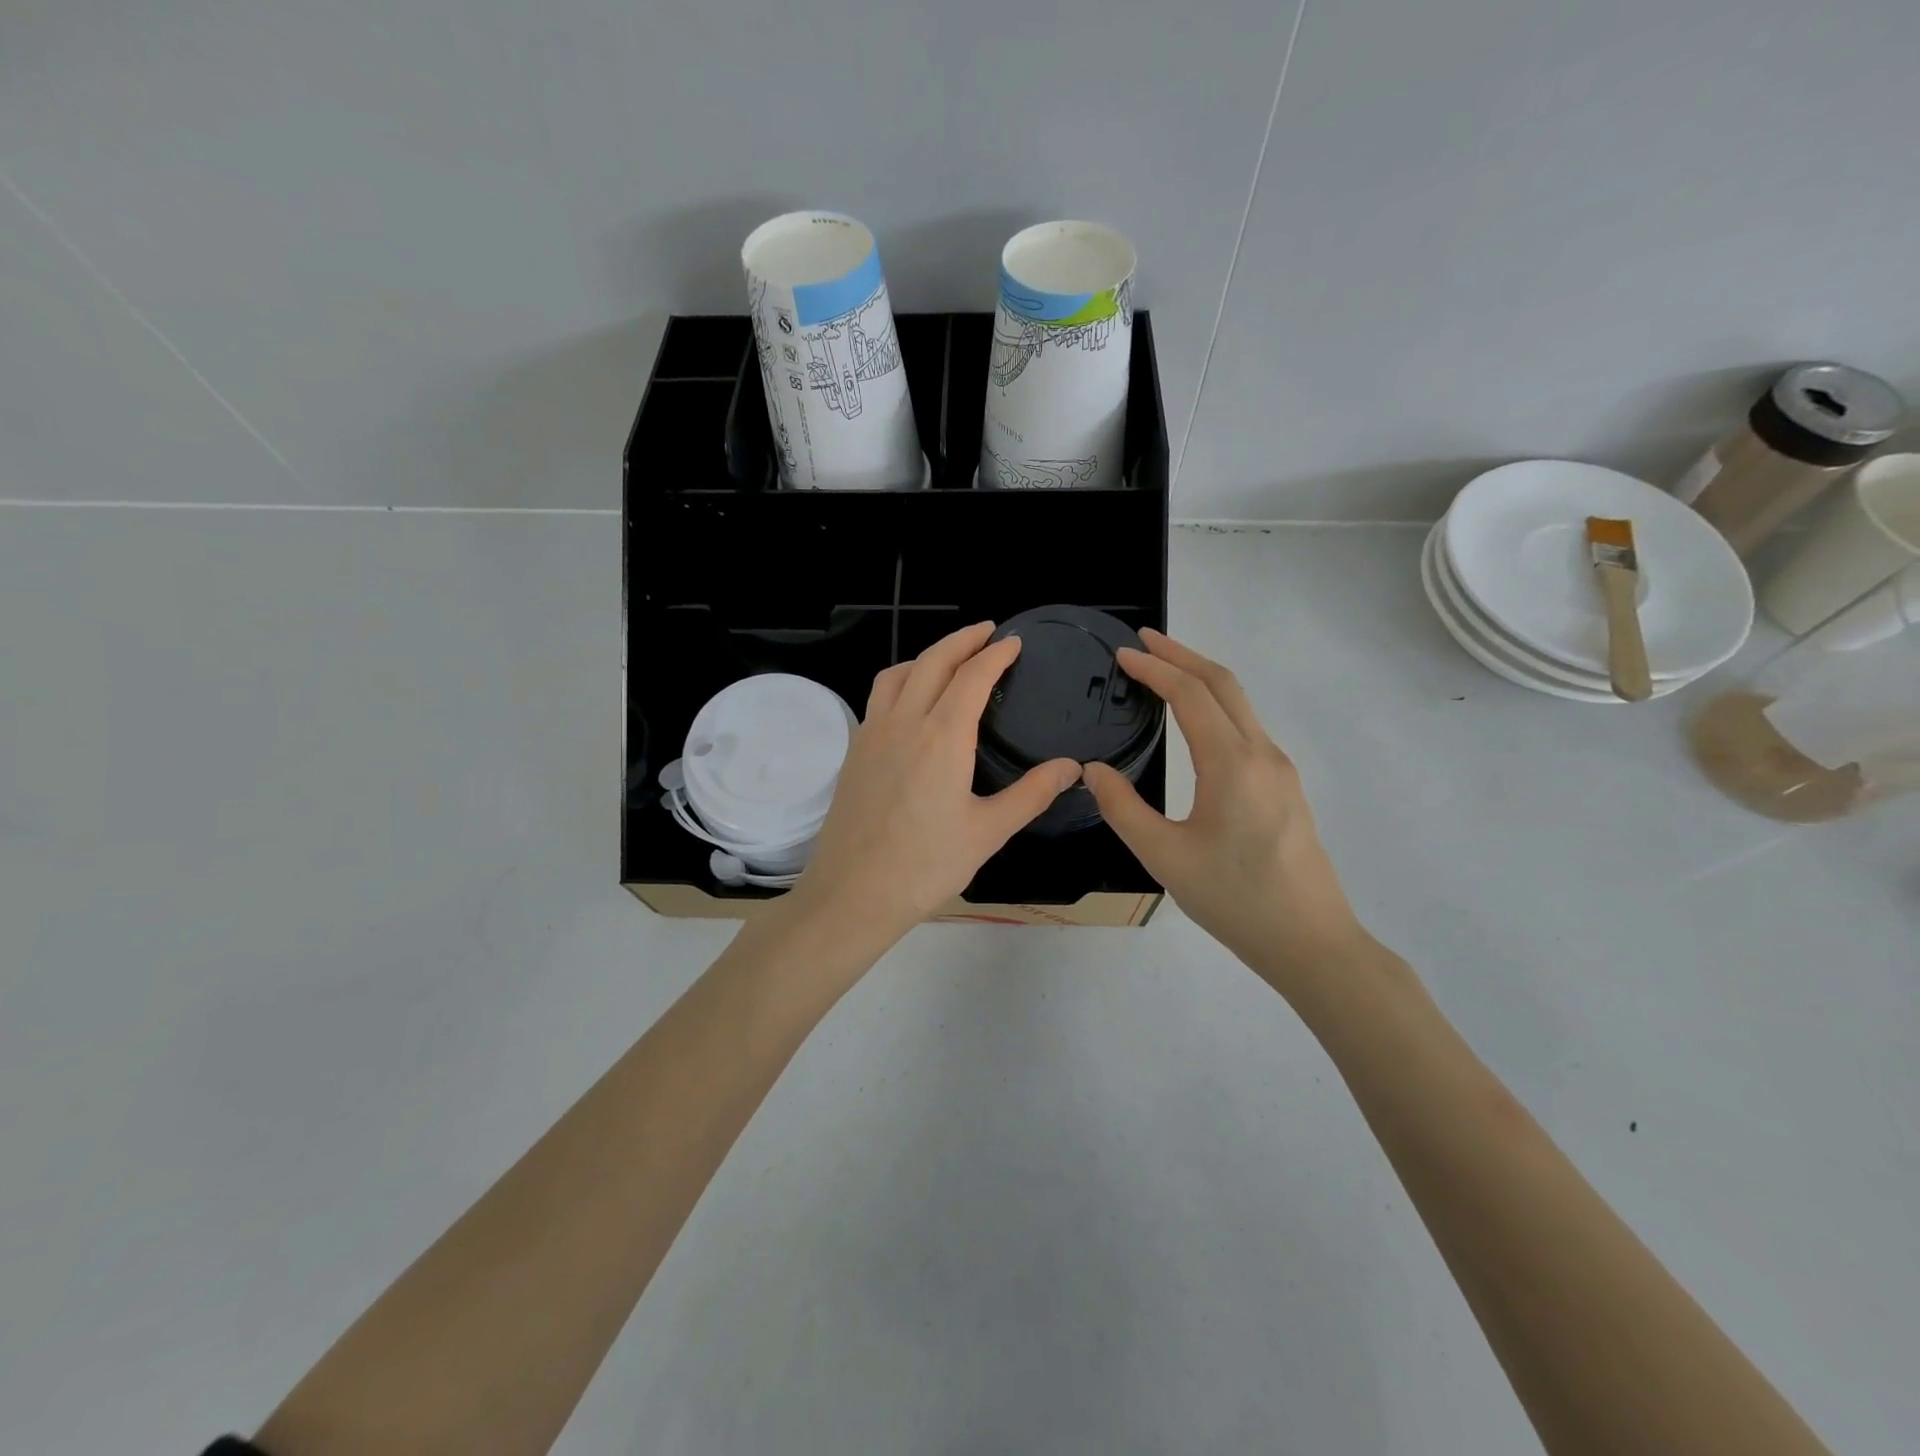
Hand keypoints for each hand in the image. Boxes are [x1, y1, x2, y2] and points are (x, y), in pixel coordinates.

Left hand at [795, 622, 1080, 946]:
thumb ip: (1031, 794)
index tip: (1012, 642)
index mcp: (942, 736)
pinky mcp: (854, 752)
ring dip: (927, 656)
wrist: (852, 894)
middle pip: (932, 661)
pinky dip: (901, 679)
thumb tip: (1072, 766)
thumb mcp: (988, 832)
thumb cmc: (925, 866)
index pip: (972, 676)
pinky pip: (879, 697)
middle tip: (987, 632)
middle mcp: (903, 722)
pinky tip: (911, 701)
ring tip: (950, 658)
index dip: (995, 654)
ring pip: (898, 673)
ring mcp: (872, 734)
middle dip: (962, 640)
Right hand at [1083, 630, 1365, 986]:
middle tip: (1143, 641)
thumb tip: (1092, 770)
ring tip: (1164, 672)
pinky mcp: (1285, 787)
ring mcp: (1279, 769)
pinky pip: (1247, 727)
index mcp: (1231, 763)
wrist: (1310, 941)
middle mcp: (1262, 753)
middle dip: (1182, 655)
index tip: (1122, 654)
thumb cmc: (1233, 899)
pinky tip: (1196, 721)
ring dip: (1201, 678)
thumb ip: (1122, 808)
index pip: (1189, 695)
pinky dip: (1216, 705)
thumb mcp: (1164, 856)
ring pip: (1240, 703)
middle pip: (1223, 684)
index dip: (1154, 668)